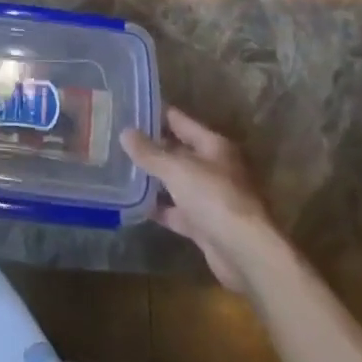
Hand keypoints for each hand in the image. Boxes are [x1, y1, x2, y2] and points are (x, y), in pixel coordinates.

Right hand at [123, 107, 277, 288]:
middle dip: (151, 147)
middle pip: (178, 151)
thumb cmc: (214, 198)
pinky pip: (176, 210)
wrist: (244, 253)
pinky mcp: (204, 225)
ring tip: (120, 168)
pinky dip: (159, 208)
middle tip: (117, 139)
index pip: (180, 121)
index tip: (130, 108)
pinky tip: (134, 204)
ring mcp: (210, 198)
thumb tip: (125, 132)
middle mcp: (214, 168)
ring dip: (153, 178)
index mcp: (213, 146)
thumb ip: (149, 152)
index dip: (156, 114)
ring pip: (176, 182)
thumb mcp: (176, 169)